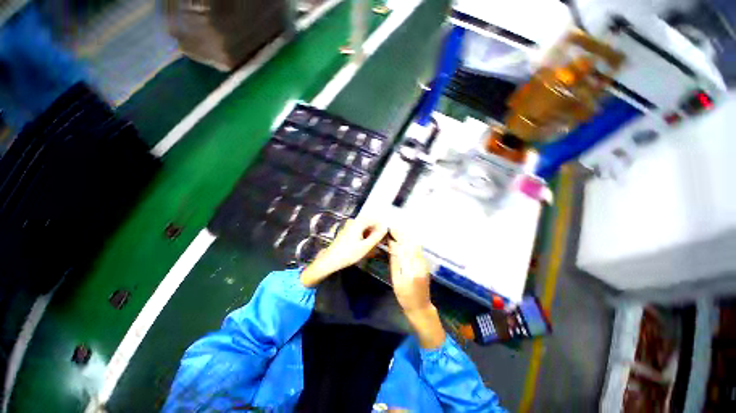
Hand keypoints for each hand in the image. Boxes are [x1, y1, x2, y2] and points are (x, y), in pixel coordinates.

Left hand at [300, 218, 386, 286]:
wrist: (330, 260)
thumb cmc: (348, 254)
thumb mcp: (365, 247)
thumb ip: (377, 237)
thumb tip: (385, 229)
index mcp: (358, 223)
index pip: (374, 220)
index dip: (381, 227)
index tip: (384, 237)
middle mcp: (353, 222)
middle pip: (369, 223)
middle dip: (375, 232)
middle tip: (380, 242)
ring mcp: (349, 226)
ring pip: (364, 227)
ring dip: (370, 235)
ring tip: (373, 246)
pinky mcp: (347, 231)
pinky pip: (359, 230)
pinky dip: (364, 236)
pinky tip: (365, 246)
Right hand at [388, 229, 430, 312]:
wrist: (420, 306)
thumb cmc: (405, 296)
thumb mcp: (396, 280)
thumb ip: (394, 262)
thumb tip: (391, 246)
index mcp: (410, 271)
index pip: (402, 249)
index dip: (395, 239)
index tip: (388, 232)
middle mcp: (419, 264)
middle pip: (411, 244)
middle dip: (401, 235)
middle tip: (392, 229)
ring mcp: (424, 263)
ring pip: (416, 245)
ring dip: (406, 237)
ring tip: (397, 232)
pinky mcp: (425, 263)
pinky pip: (418, 249)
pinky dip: (411, 242)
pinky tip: (404, 240)